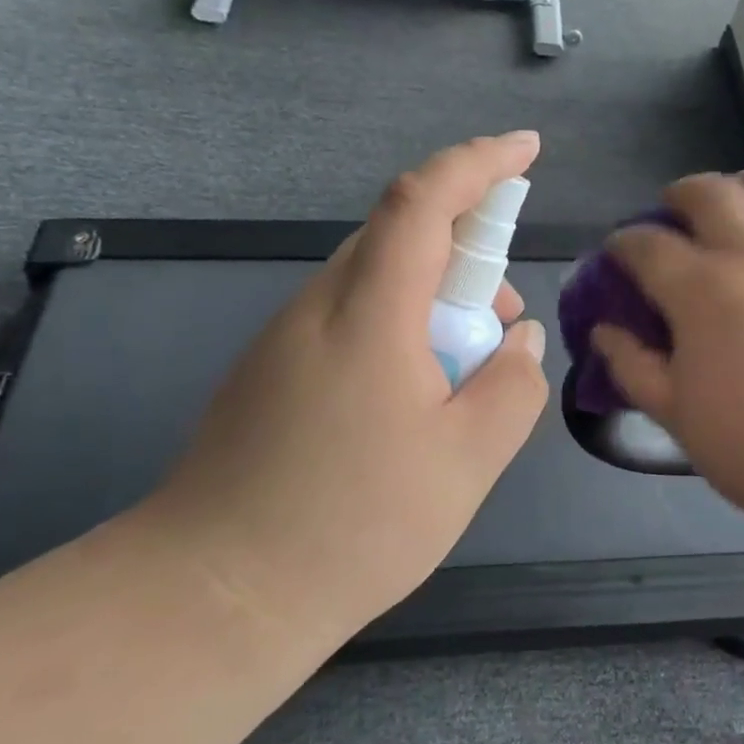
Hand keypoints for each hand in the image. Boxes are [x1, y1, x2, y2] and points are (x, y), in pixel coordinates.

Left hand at [141, 133, 549, 635]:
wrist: (216, 593)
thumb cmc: (352, 525)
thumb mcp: (467, 462)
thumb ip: (511, 387)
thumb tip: (517, 339)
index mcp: (369, 315)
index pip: (424, 201)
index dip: (479, 163)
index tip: (527, 150)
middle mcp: (320, 307)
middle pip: (401, 236)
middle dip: (468, 252)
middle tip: (505, 318)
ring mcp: (286, 338)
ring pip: (376, 281)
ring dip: (434, 299)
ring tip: (465, 372)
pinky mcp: (271, 371)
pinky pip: (350, 319)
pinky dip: (399, 329)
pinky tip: (412, 399)